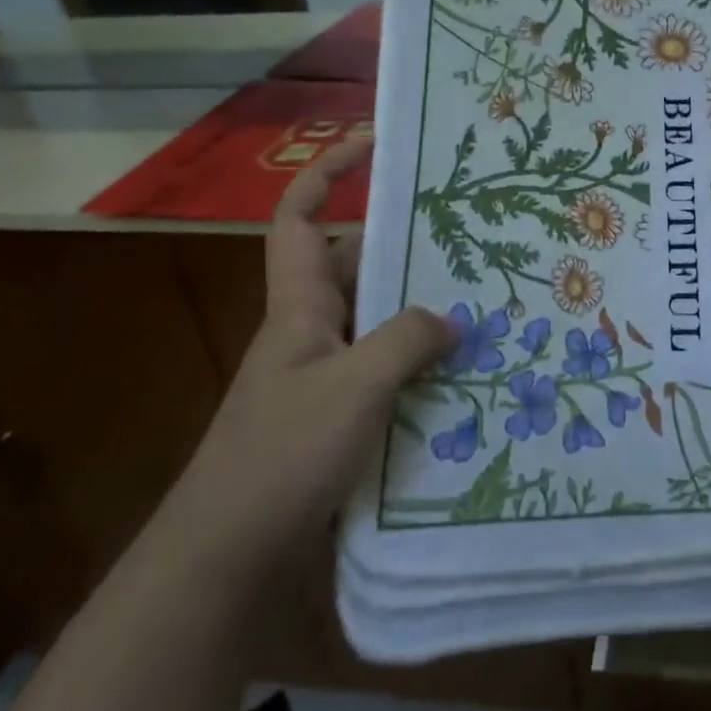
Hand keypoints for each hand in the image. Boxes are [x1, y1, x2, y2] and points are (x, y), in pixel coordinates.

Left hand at [153, 138, 451, 579]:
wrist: (226, 563)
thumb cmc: (282, 456)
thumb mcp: (353, 387)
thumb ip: (406, 340)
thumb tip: (451, 317)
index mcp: (300, 307)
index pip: (299, 220)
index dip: (327, 176)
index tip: (371, 147)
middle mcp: (311, 332)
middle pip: (356, 267)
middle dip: (405, 247)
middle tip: (469, 238)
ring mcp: (324, 378)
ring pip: (378, 321)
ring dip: (422, 312)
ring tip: (483, 303)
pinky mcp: (338, 419)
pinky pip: (386, 371)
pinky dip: (420, 364)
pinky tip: (464, 375)